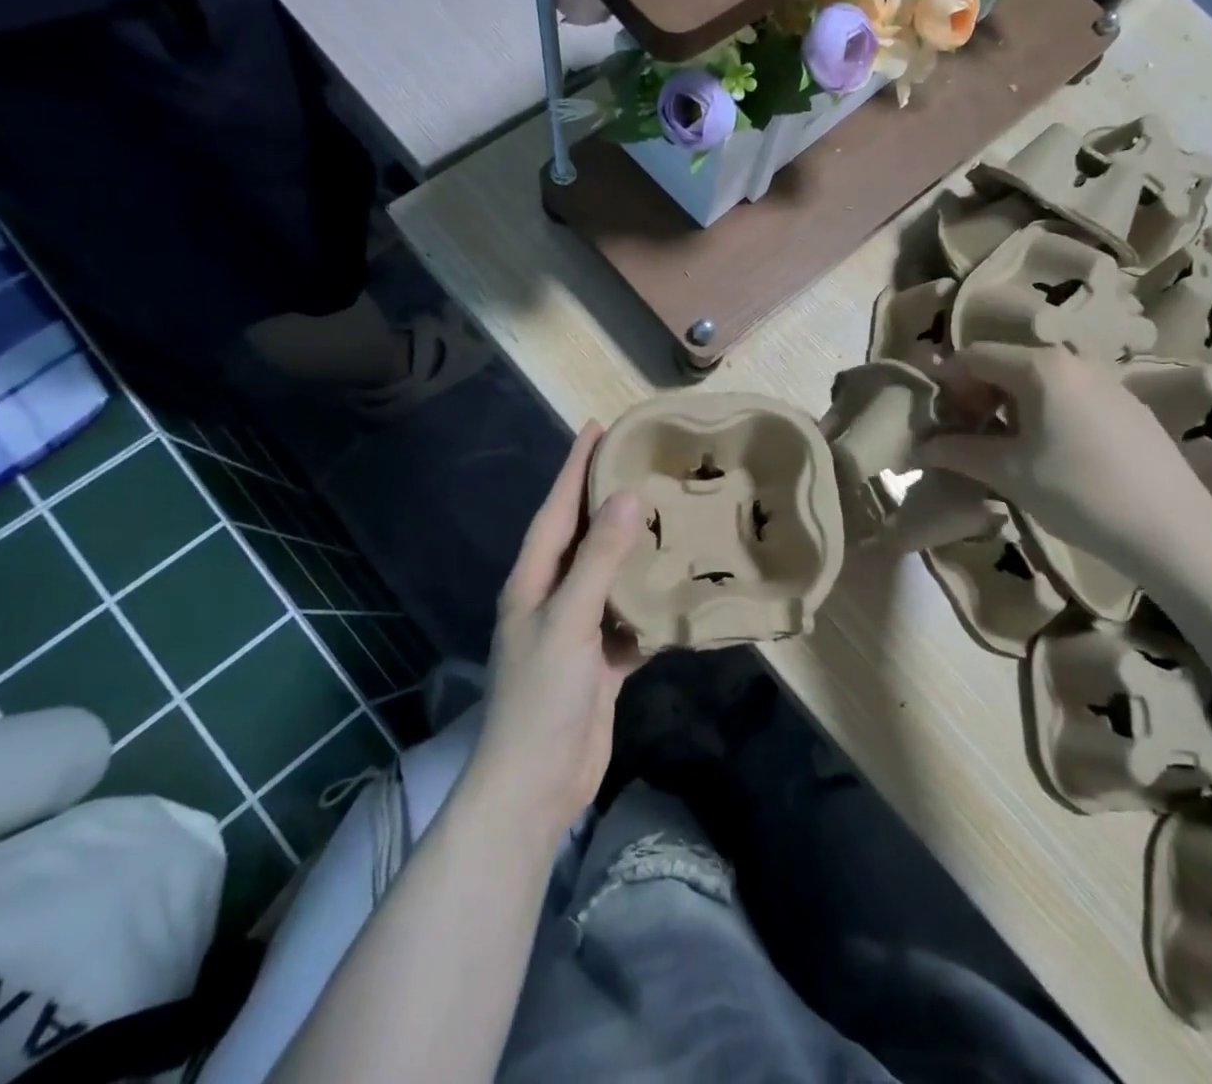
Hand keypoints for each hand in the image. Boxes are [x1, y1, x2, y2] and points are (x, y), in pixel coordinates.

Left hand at [474, 421, 645, 833]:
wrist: (536, 785)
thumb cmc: (543, 696)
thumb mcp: (569, 620)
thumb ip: (600, 559)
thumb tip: (628, 496)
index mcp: (533, 580)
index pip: (556, 509)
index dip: (574, 467)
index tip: (599, 427)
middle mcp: (552, 597)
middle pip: (582, 536)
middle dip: (606, 498)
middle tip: (644, 462)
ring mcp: (577, 630)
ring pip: (609, 574)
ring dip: (633, 547)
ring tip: (669, 514)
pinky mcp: (600, 660)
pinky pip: (629, 616)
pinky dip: (650, 601)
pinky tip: (678, 586)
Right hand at [919, 344, 1211, 579]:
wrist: (1171, 529)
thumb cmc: (1078, 493)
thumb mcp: (1008, 473)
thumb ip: (958, 452)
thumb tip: (919, 449)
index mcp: (1040, 367)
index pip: (973, 356)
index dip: (945, 382)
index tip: (932, 417)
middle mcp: (1073, 360)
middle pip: (1005, 364)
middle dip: (975, 395)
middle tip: (962, 434)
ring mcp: (1105, 380)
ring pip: (1037, 381)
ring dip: (1007, 406)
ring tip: (999, 447)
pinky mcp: (1125, 405)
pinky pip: (1067, 395)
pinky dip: (1041, 412)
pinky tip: (1045, 452)